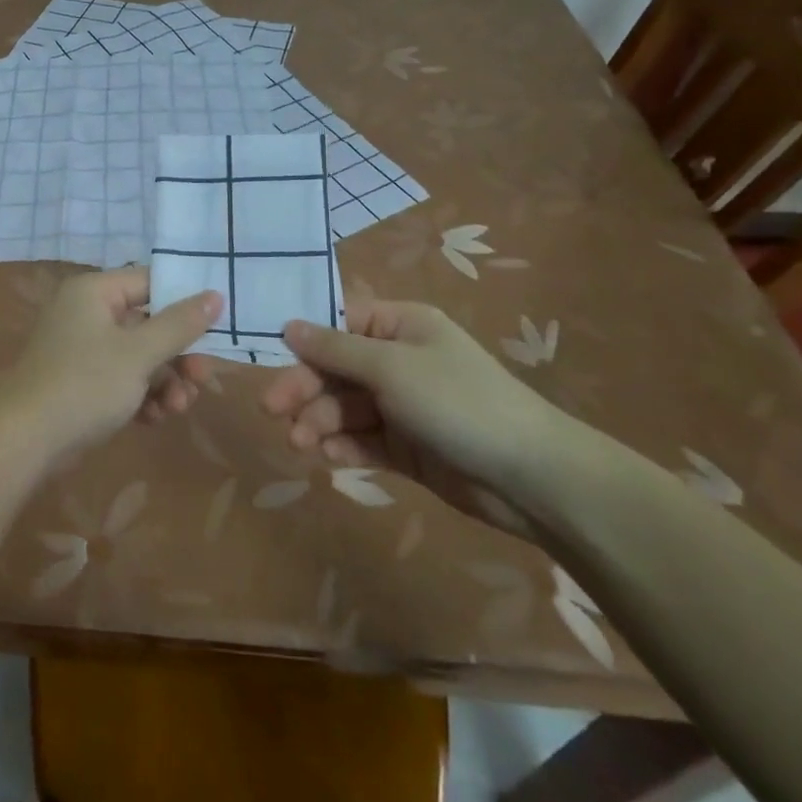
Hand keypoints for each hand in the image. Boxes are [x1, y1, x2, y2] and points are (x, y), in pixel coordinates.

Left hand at [0, 268, 222, 462]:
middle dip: (178, 355)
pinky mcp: (82, 382)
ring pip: (139, 356)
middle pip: (148, 323)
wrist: (25, 441)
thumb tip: (215, 294)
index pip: (150, 282)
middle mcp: (88, 313)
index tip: (218, 323)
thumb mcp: (139, 353)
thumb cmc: (84, 384)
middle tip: (203, 378)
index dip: (185, 300)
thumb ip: (179, 324)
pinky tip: (155, 418)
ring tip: (178, 407)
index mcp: (95, 292)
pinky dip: (142, 396)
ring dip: (164, 381)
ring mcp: (83, 349)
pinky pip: (122, 379)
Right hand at [263, 300, 572, 534]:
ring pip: (344, 407)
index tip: (270, 358)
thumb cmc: (457, 402)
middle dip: (304, 389)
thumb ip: (334, 349)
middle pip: (335, 368)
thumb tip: (288, 325)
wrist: (530, 478)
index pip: (339, 324)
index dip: (304, 341)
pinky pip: (362, 439)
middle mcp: (397, 360)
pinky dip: (343, 446)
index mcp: (399, 327)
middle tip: (271, 410)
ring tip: (300, 444)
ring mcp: (402, 405)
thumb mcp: (390, 367)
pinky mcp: (406, 447)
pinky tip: (329, 457)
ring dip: (319, 422)